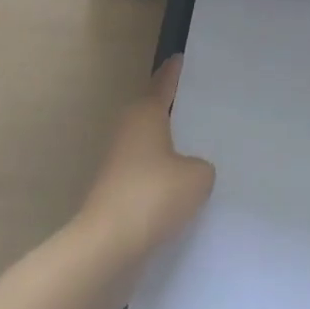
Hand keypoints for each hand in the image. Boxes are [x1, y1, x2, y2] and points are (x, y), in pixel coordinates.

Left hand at [76, 56, 215, 259]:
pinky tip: (183, 190)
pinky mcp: (115, 195)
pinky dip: (162, 179)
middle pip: (154, 112)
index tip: (180, 58)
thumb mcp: (197, 177)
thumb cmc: (153, 196)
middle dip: (175, 110)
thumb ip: (202, 167)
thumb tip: (191, 171)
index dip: (174, 71)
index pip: (163, 83)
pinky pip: (147, 176)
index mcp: (146, 114)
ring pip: (150, 146)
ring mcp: (118, 165)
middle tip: (203, 105)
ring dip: (169, 148)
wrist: (106, 250)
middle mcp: (128, 131)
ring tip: (200, 149)